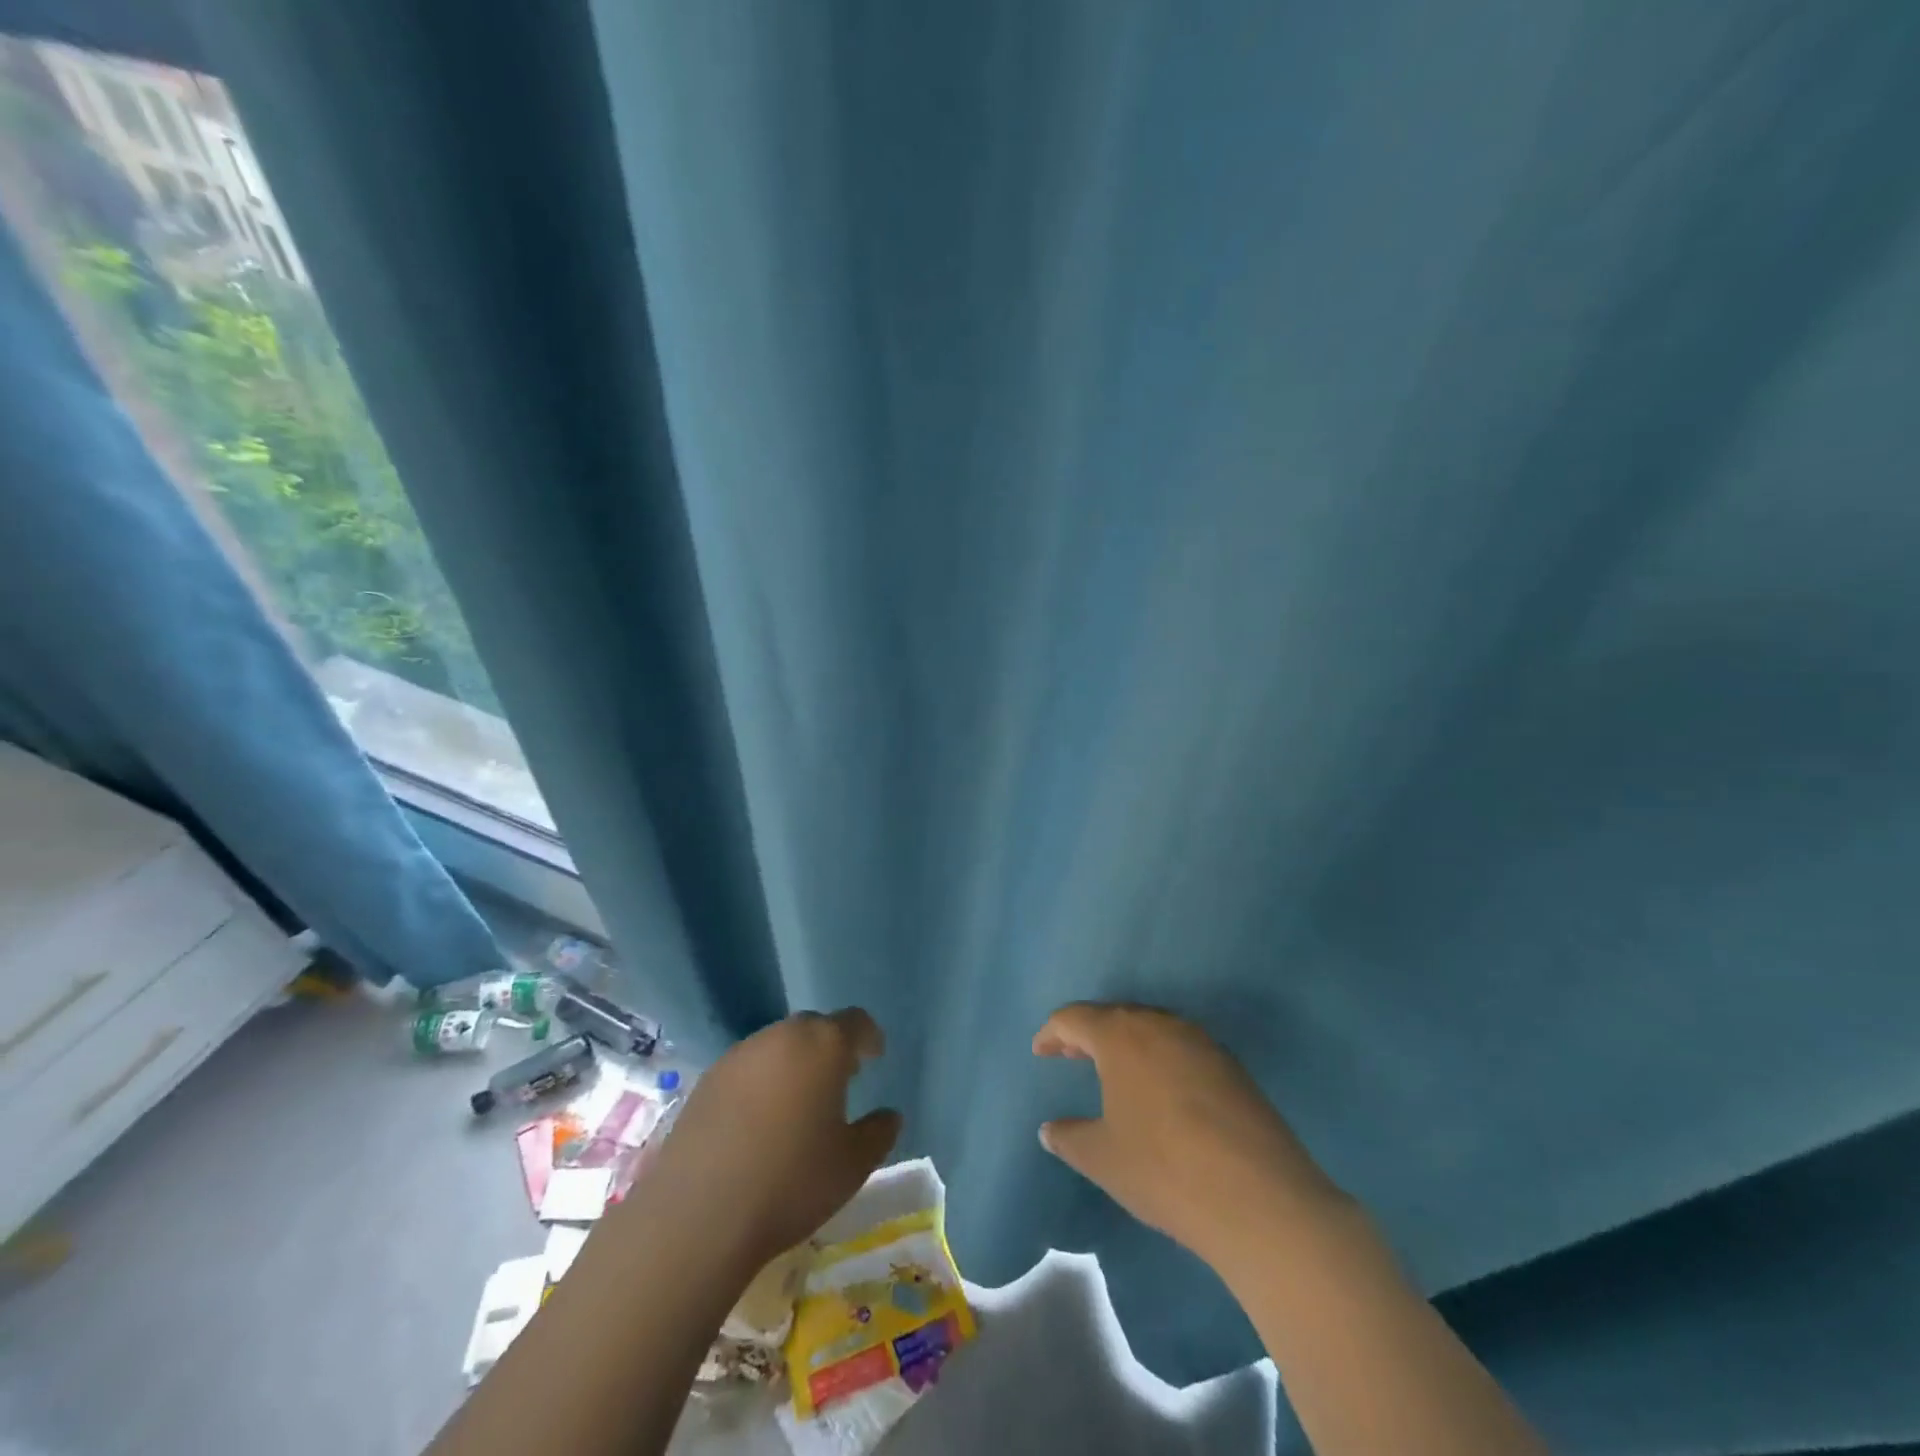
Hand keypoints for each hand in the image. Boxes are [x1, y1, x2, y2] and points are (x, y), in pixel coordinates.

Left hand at [652, 1008, 901, 1273]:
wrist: (698, 1216)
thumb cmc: (790, 1182)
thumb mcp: (852, 1165)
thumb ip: (879, 1133)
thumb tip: (889, 1116)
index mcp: (823, 1045)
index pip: (855, 1022)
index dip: (868, 1037)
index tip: (874, 1057)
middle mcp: (781, 1036)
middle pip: (814, 1028)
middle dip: (830, 1048)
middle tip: (839, 1080)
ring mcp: (739, 1055)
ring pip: (778, 1046)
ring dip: (794, 1063)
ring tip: (798, 1102)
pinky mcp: (706, 1080)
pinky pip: (747, 1068)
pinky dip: (761, 1082)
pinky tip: (758, 1121)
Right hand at [1033, 1002, 1349, 1266]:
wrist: (1260, 1198)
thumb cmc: (1164, 1169)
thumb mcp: (1103, 1158)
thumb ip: (1070, 1138)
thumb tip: (1051, 1129)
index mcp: (1121, 1036)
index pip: (1075, 1018)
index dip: (1052, 1032)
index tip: (1040, 1051)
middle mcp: (1160, 1025)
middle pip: (1115, 1016)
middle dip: (1089, 1034)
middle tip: (1071, 1054)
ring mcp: (1201, 1042)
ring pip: (1152, 1029)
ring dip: (1127, 1044)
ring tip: (1114, 1072)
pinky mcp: (1232, 1066)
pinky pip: (1182, 1049)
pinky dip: (1160, 1059)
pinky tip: (1161, 1092)